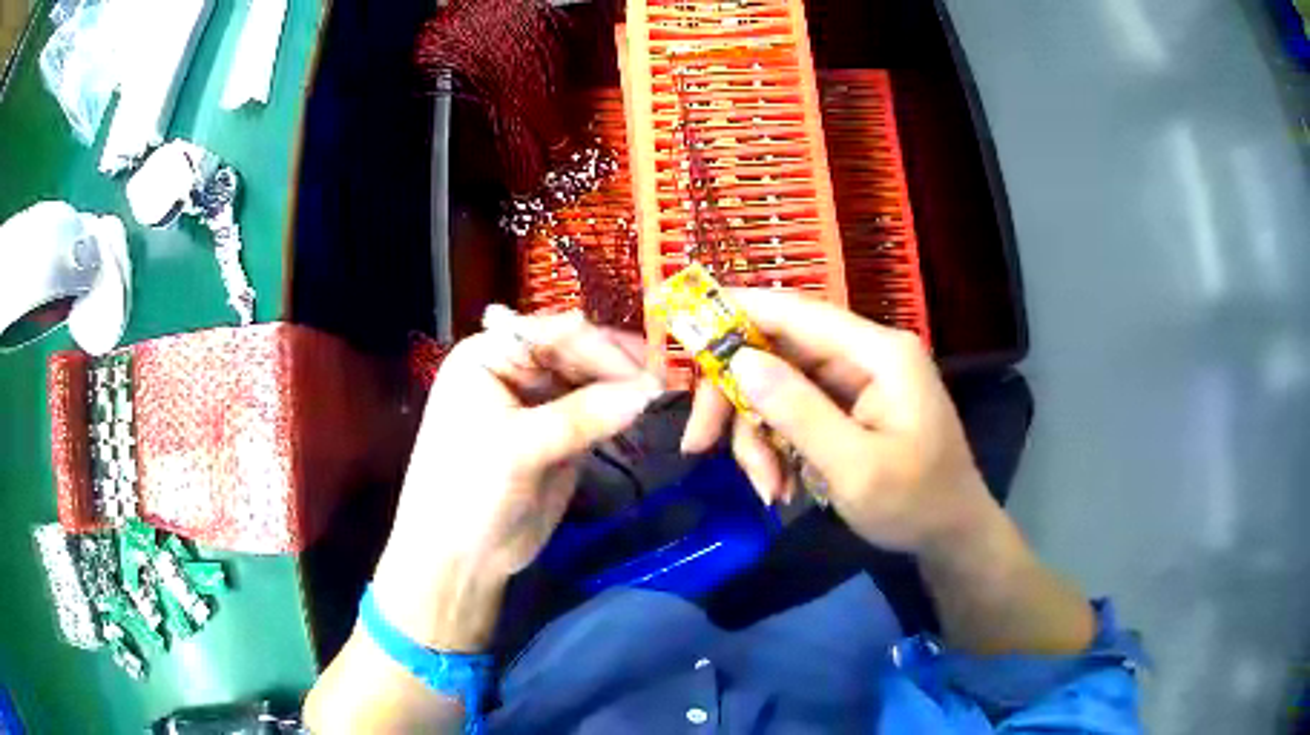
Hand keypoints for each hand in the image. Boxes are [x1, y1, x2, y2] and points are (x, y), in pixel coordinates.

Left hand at [371, 309, 661, 649]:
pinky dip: (622, 414)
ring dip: (626, 390)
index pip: (555, 334)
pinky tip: (649, 416)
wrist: (460, 558)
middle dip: (620, 368)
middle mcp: (515, 370)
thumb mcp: (518, 449)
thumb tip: (650, 391)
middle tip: (669, 385)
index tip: (648, 375)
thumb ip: (582, 416)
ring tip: (668, 399)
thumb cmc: (469, 491)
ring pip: (592, 382)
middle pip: (578, 353)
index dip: (602, 350)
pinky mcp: (559, 434)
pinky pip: (597, 413)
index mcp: (490, 356)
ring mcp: (539, 402)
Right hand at [681, 290, 992, 553]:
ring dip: (757, 437)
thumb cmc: (915, 503)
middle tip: (698, 446)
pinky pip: (793, 412)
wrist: (951, 534)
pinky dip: (776, 446)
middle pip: (776, 353)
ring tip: (768, 488)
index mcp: (879, 353)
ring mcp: (855, 380)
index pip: (796, 313)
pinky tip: (781, 485)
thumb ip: (798, 413)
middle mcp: (865, 354)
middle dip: (735, 400)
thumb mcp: (854, 467)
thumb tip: (738, 361)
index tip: (680, 320)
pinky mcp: (847, 406)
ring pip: (777, 387)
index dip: (735, 310)